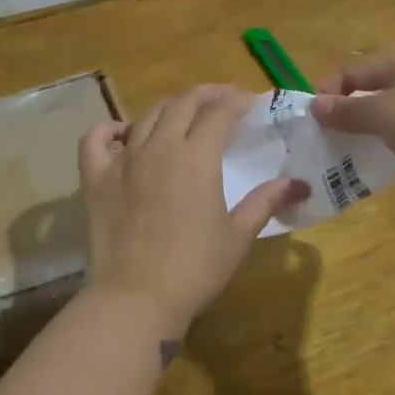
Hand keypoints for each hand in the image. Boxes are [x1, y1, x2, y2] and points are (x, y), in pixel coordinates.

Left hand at [78, 86, 305, 336]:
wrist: (135, 300)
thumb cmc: (194, 269)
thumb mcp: (237, 236)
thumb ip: (265, 202)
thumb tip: (298, 184)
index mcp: (197, 157)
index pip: (219, 111)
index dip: (237, 101)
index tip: (250, 104)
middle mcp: (159, 146)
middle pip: (183, 103)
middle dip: (207, 95)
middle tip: (223, 101)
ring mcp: (123, 159)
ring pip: (147, 115)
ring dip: (170, 108)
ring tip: (183, 116)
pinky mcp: (95, 178)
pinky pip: (96, 139)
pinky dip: (111, 129)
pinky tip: (125, 134)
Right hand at [310, 50, 394, 209]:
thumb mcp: (383, 115)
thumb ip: (347, 110)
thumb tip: (315, 104)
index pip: (349, 70)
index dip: (327, 91)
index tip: (313, 122)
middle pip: (370, 88)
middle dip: (346, 111)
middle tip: (328, 140)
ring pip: (390, 111)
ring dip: (369, 129)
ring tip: (352, 154)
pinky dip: (393, 142)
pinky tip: (389, 160)